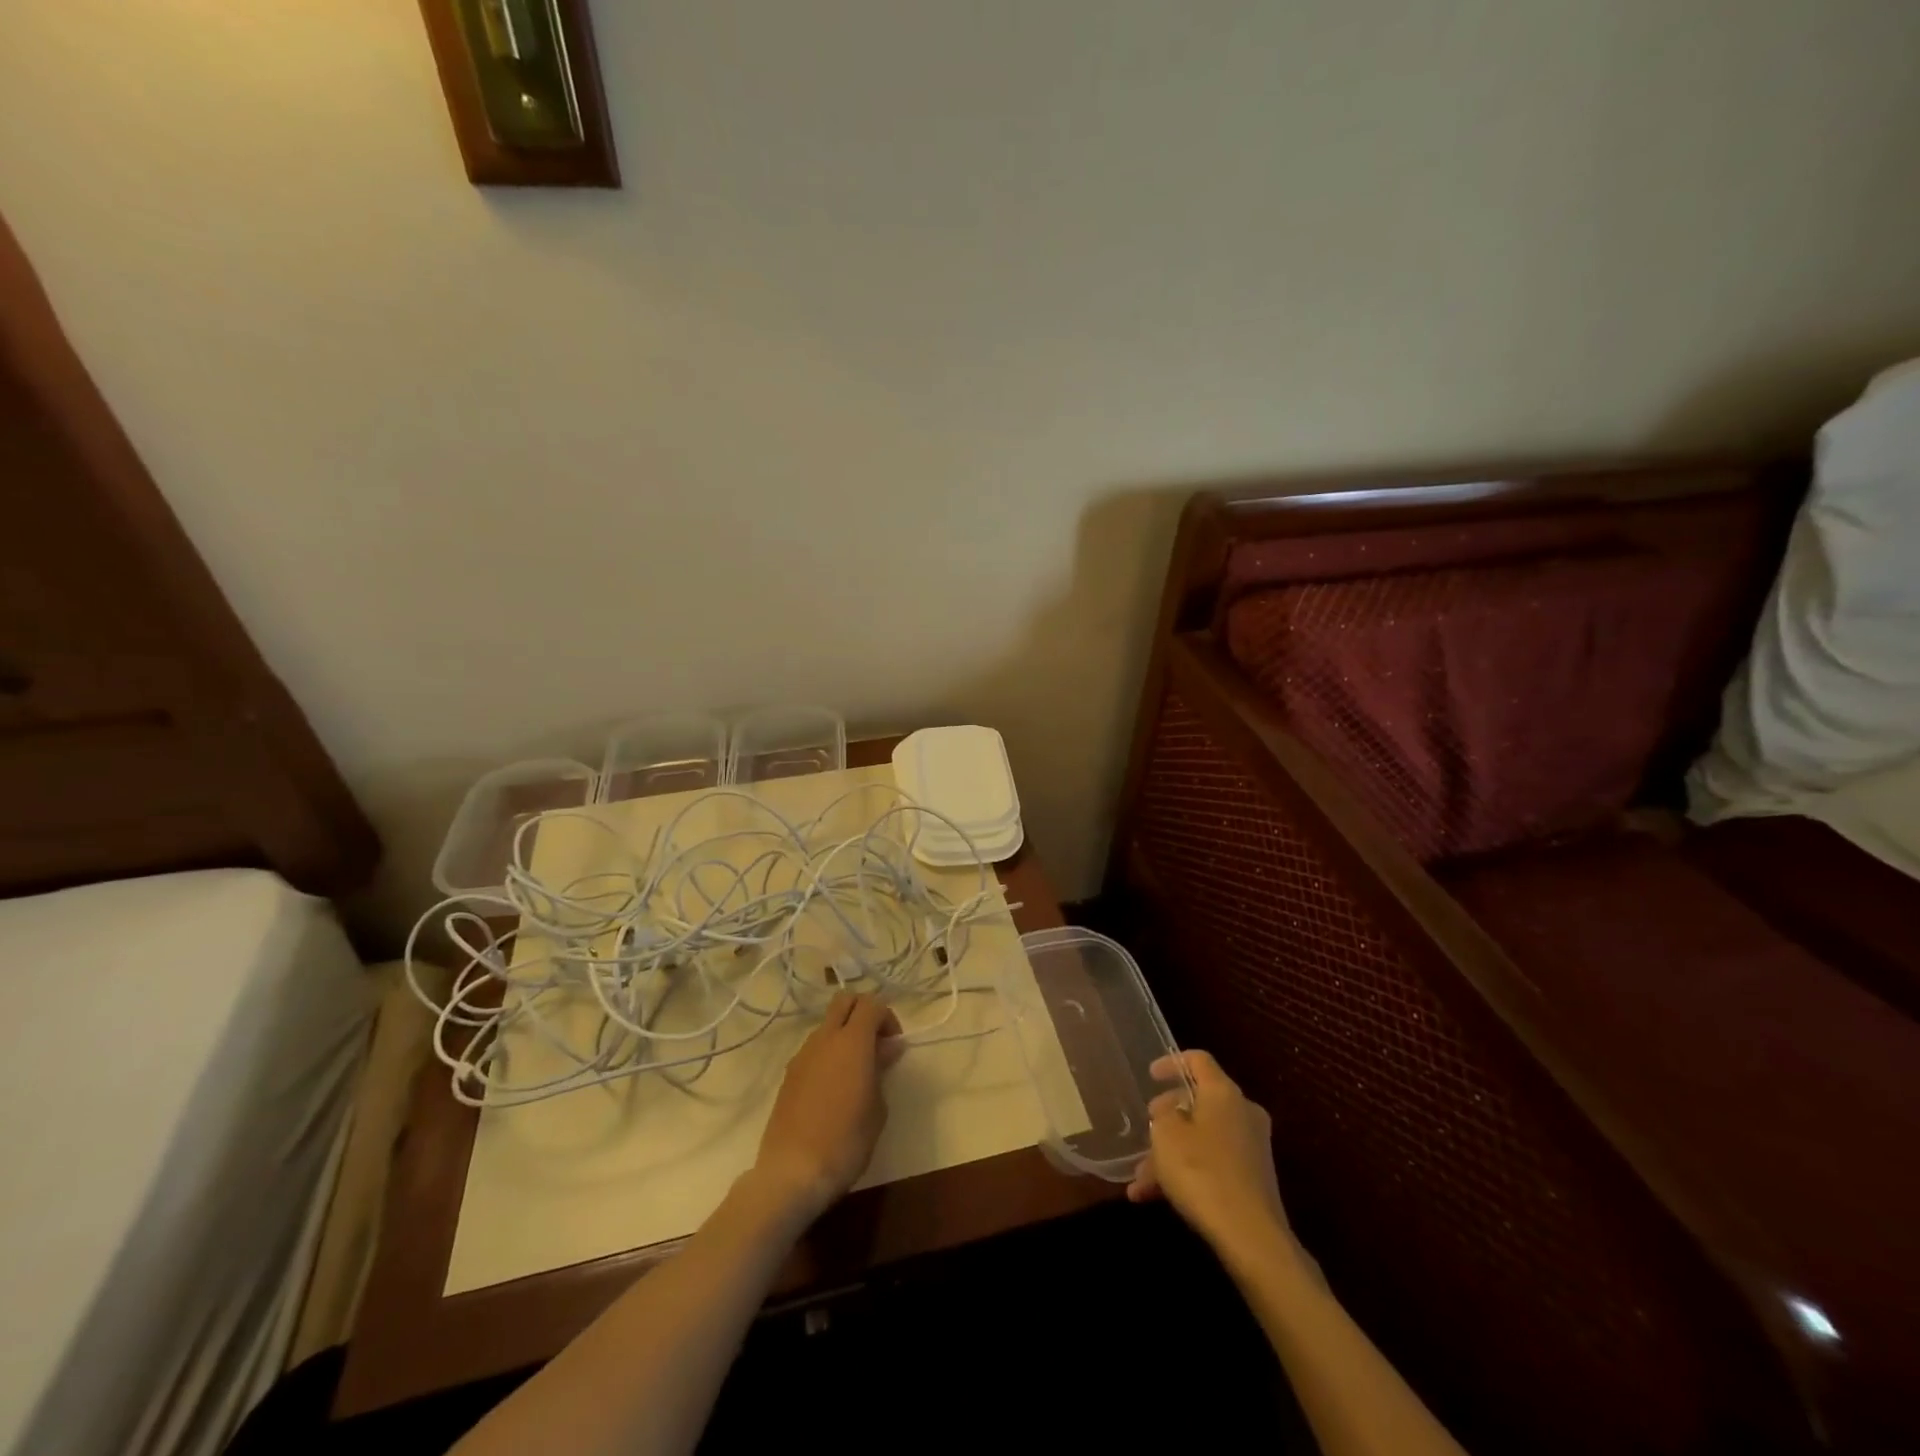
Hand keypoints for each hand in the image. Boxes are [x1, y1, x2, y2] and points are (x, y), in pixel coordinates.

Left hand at [749, 992, 902, 1221]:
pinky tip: (834, 1087)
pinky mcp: (788, 1075)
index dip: (887, 1017)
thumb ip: (881, 1070)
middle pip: (844, 1000)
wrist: (792, 1172)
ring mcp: (802, 1055)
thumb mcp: (877, 1108)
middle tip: (876, 1043)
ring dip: (844, 1034)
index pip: (871, 1004)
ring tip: (856, 1070)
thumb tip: (886, 1049)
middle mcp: (824, 1039)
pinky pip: (814, 1049)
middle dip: (863, 1011)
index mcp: (852, 1041)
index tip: (894, 1045)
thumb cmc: (846, 1141)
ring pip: (827, 1025)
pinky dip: (828, 1054)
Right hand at [1128, 1050, 1290, 1258]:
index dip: (1172, 1062)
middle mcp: (1243, 1112)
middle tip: (1145, 1130)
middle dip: (1167, 1119)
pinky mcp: (1253, 1179)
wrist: (1251, 1237)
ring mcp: (1251, 1147)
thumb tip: (1171, 1110)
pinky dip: (1186, 1174)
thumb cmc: (1202, 1171)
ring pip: (1202, 1139)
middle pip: (1199, 1103)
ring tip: (1139, 1180)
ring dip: (1171, 1154)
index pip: (1198, 1060)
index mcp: (1224, 1092)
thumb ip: (1163, 1113)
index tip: (1150, 1075)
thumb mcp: (1166, 1134)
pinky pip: (1212, 1164)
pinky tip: (1154, 1198)